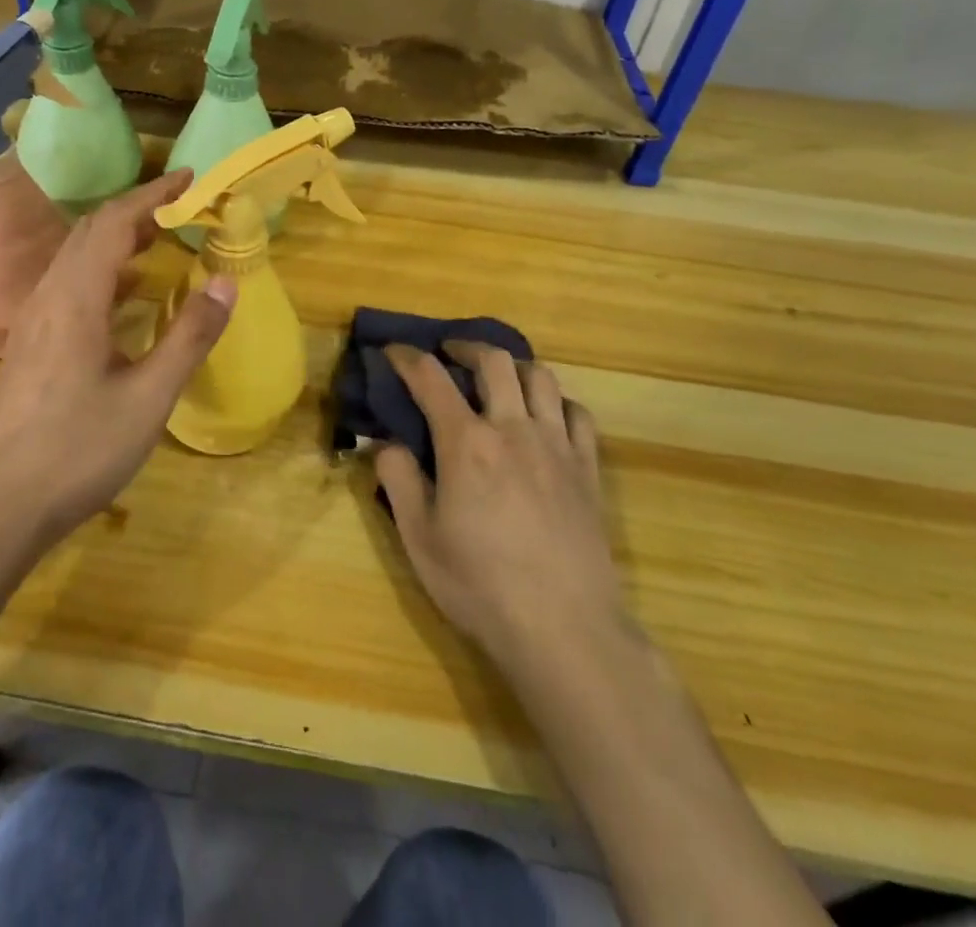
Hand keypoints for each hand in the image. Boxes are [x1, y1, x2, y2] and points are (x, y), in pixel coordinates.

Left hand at [0, 170, 236, 552]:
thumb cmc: (76, 451)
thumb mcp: (148, 398)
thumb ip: (188, 336)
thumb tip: (226, 282)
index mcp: (76, 298)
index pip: (115, 222)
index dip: (154, 195)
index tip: (191, 178)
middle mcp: (49, 297)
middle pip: (91, 232)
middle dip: (138, 211)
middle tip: (183, 208)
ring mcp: (34, 322)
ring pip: (77, 259)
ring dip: (118, 240)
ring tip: (160, 241)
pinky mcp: (30, 346)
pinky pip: (69, 286)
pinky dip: (103, 272)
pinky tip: (124, 296)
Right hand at [376, 342, 624, 669]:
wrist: (565, 629)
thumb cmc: (481, 586)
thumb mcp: (419, 539)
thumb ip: (398, 480)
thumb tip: (386, 443)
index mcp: (466, 443)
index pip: (430, 378)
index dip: (406, 357)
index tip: (393, 351)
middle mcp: (513, 429)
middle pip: (494, 361)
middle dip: (466, 346)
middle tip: (450, 353)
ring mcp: (557, 446)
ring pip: (541, 377)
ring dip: (514, 365)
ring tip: (499, 377)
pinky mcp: (588, 470)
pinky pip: (578, 413)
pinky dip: (557, 401)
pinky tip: (546, 416)